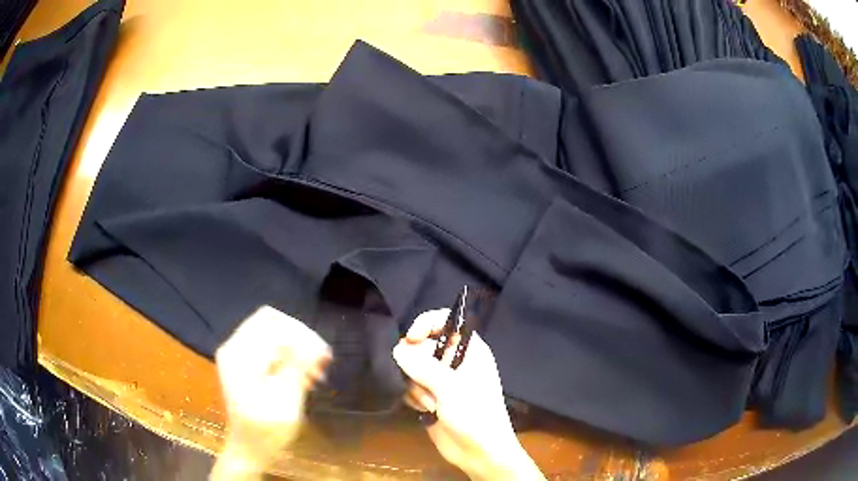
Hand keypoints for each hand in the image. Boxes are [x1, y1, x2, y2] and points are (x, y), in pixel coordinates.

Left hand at [211, 306, 330, 479]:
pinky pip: (270, 343)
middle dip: (302, 339)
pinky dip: (290, 355)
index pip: (273, 323)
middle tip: (324, 362)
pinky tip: (305, 375)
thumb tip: (312, 342)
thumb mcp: (286, 405)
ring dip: (298, 347)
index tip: (324, 356)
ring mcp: (238, 352)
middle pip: (273, 322)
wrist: (248, 449)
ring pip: (274, 331)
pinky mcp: (244, 360)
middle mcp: (234, 346)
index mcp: (240, 356)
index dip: (302, 335)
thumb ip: (295, 370)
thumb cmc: (266, 433)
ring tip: (317, 373)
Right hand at [392, 309, 544, 480]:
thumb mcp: (450, 387)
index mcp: (469, 350)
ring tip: (432, 404)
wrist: (479, 452)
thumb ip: (421, 365)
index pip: (445, 321)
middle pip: (423, 345)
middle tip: (425, 384)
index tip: (412, 338)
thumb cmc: (474, 414)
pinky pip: (410, 386)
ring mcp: (441, 380)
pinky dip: (414, 397)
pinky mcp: (431, 397)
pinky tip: (425, 410)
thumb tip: (397, 349)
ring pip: (412, 368)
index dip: (427, 324)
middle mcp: (455, 361)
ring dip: (416, 387)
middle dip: (418, 365)